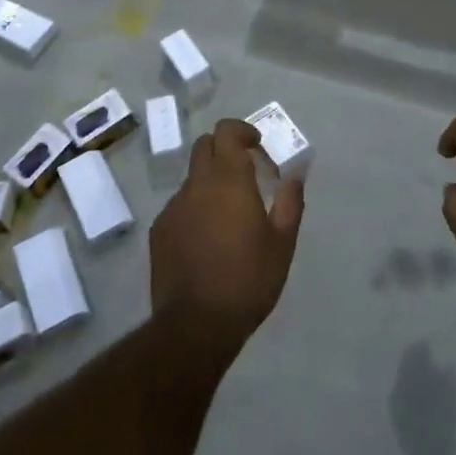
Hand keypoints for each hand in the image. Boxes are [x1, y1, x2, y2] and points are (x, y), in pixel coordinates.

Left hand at [151, 118, 304, 339]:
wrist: (196, 323)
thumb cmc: (248, 279)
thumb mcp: (282, 243)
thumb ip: (290, 201)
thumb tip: (295, 174)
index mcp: (228, 180)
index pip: (226, 131)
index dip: (242, 131)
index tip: (257, 146)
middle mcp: (196, 185)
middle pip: (204, 146)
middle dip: (225, 150)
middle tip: (246, 173)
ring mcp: (173, 207)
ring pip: (192, 178)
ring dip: (211, 183)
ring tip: (229, 215)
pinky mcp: (160, 230)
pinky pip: (180, 206)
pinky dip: (196, 208)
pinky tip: (208, 240)